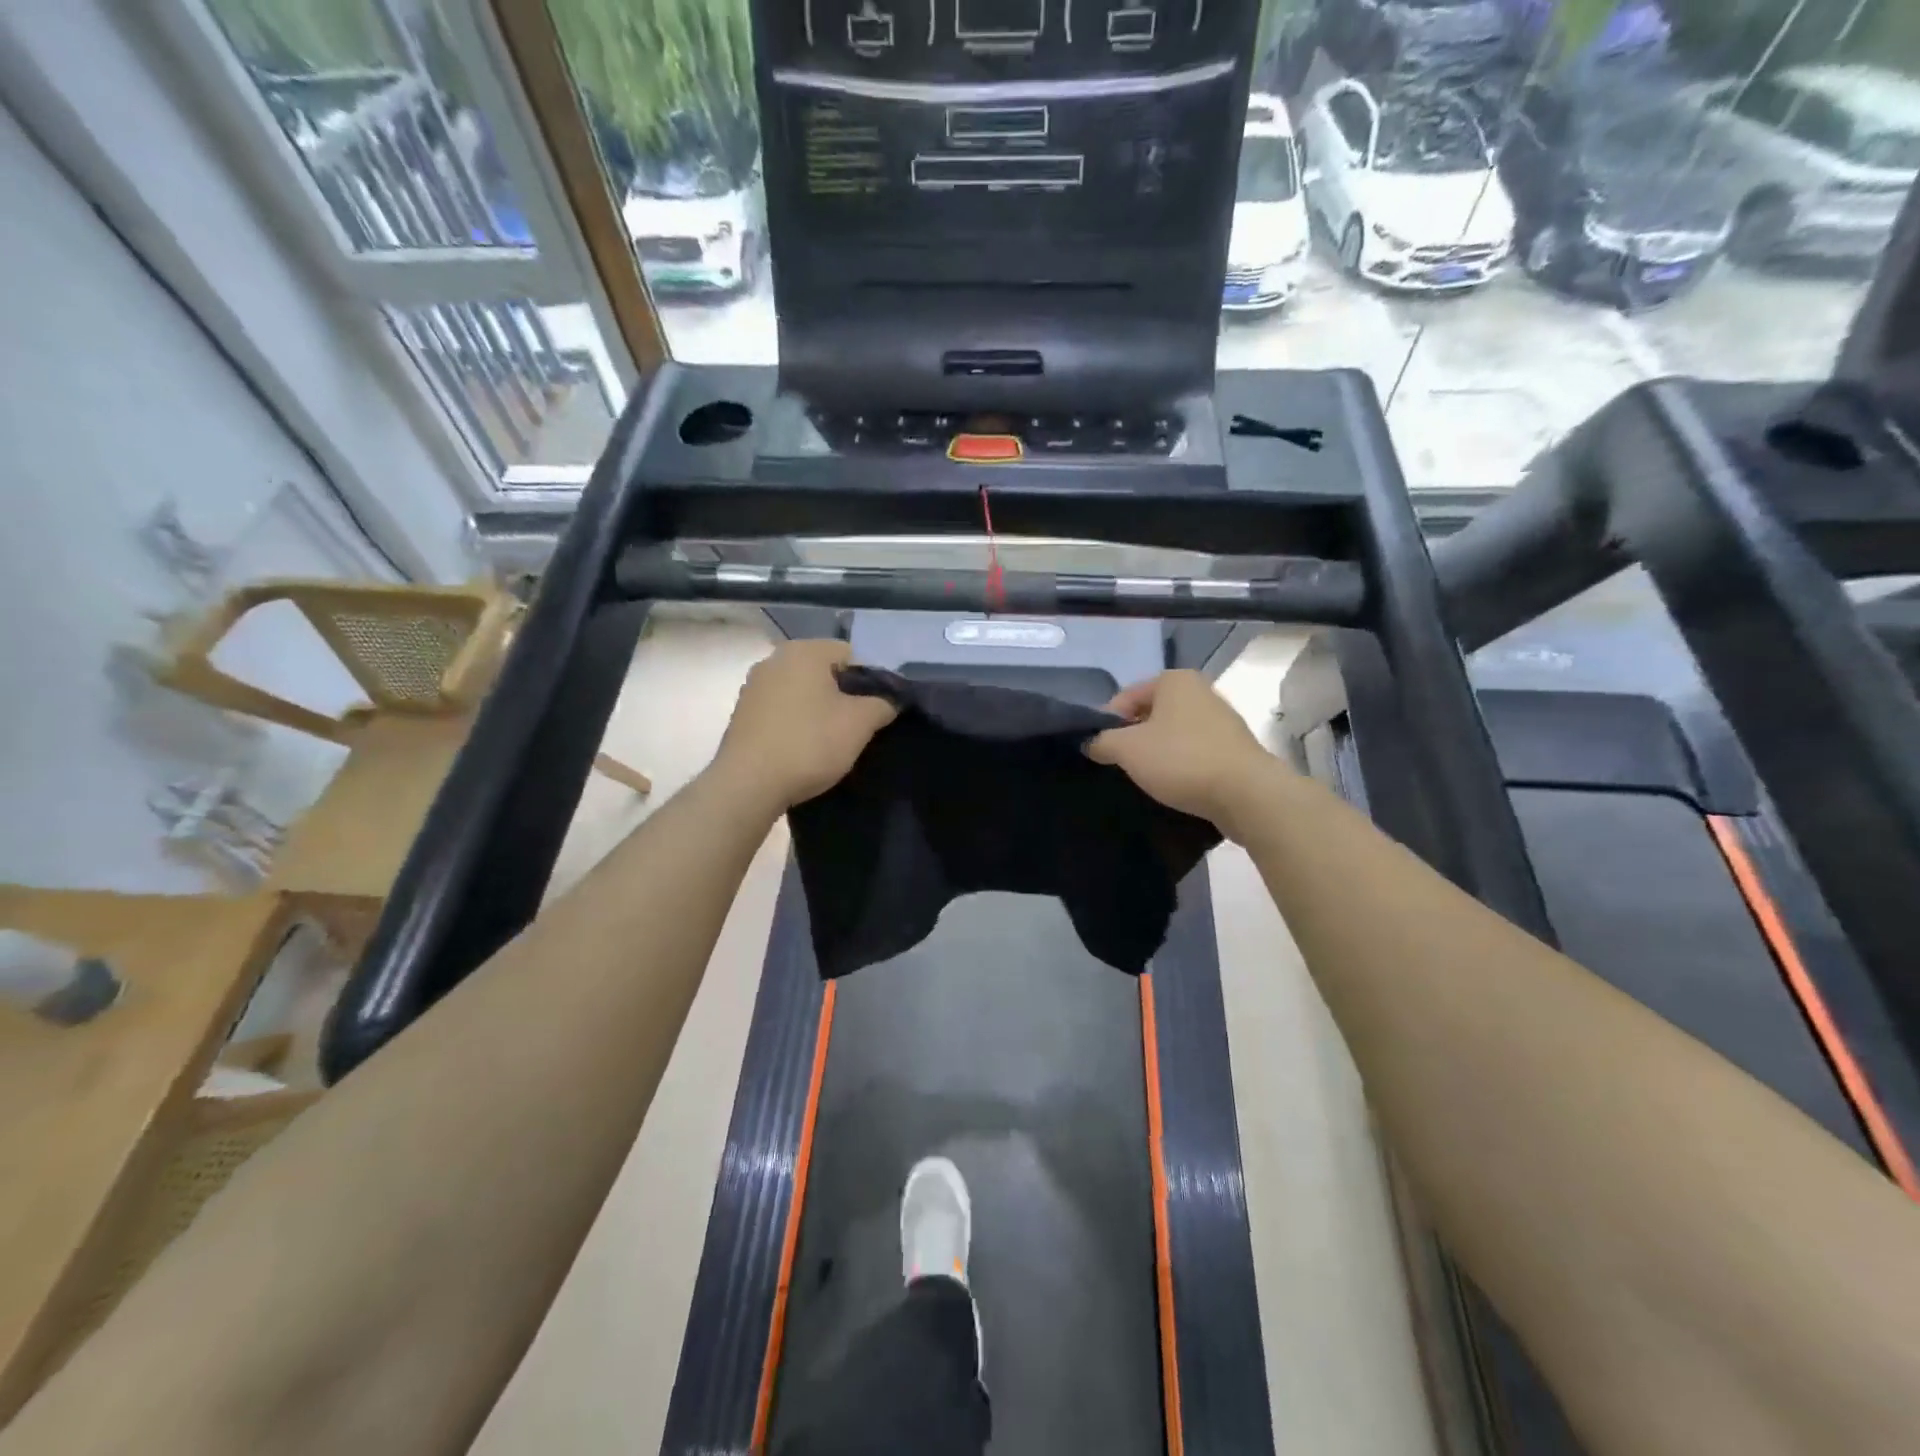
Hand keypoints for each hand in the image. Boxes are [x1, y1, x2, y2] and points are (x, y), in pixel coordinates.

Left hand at [712, 640, 897, 810]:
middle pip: (823, 672)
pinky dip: (795, 723)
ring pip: (801, 692)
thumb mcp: (860, 724)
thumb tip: (888, 701)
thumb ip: (882, 704)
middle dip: (842, 695)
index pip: (851, 654)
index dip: (870, 681)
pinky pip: (780, 710)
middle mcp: (774, 659)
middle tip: (856, 727)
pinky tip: (802, 749)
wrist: (748, 784)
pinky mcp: (741, 713)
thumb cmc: (809, 744)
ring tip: (829, 742)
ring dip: (818, 710)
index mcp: (804, 651)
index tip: (875, 710)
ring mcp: (753, 686)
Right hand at [1086, 671, 1279, 834]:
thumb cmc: (1182, 760)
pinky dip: (1181, 766)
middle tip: (1119, 766)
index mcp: (1174, 680)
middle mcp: (1201, 691)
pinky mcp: (1234, 749)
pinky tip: (1173, 786)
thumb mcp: (1128, 749)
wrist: (1247, 794)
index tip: (1099, 750)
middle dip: (1133, 738)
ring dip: (1157, 754)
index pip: (1125, 697)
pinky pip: (1194, 753)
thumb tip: (1090, 742)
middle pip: (1150, 714)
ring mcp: (1222, 720)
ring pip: (1173, 735)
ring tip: (1145, 779)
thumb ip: (1101, 741)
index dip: (1106, 723)